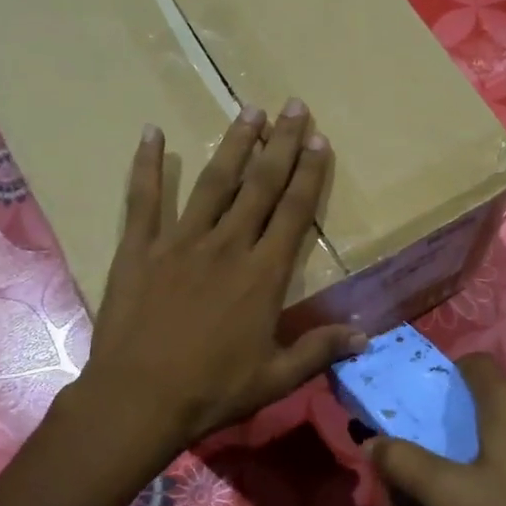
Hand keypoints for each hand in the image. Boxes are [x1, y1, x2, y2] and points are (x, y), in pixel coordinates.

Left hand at [72, 100, 366, 464]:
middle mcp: (227, 246)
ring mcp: (180, 242)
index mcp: (263, 275)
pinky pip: (143, 199)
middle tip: (292, 106)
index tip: (318, 139)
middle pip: (259, 186)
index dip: (308, 174)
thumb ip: (320, 350)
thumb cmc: (212, 391)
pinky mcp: (139, 249)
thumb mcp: (275, 378)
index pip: (293, 212)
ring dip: (232, 145)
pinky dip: (147, 165)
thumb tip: (366, 336)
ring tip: (248, 111)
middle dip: (279, 144)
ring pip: (212, 183)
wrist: (139, 399)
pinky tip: (152, 132)